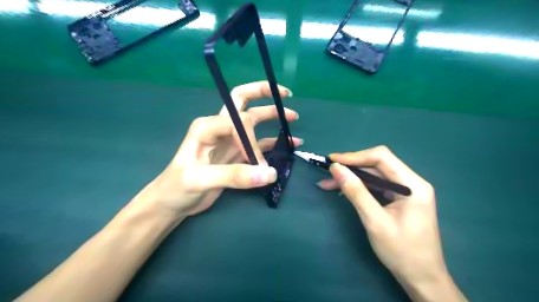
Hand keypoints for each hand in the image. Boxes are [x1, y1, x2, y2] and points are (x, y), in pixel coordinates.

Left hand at [138, 80, 300, 216]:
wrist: (172, 202)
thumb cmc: (177, 187)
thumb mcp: (200, 180)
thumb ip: (235, 176)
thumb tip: (270, 174)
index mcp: (207, 126)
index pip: (240, 122)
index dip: (252, 141)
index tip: (257, 165)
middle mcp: (219, 128)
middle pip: (242, 102)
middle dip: (263, 94)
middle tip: (285, 93)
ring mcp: (229, 140)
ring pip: (253, 121)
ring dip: (272, 116)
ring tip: (293, 117)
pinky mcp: (236, 154)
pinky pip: (259, 143)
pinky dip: (274, 142)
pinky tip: (289, 143)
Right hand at [317, 145, 465, 299]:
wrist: (422, 278)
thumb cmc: (401, 252)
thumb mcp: (374, 221)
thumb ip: (355, 191)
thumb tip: (336, 168)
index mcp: (413, 185)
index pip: (381, 157)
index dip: (354, 156)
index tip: (332, 161)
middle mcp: (412, 182)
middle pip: (377, 164)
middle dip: (351, 167)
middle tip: (328, 173)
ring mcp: (406, 190)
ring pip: (374, 175)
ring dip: (352, 178)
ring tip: (328, 183)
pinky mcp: (400, 198)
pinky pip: (376, 186)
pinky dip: (359, 187)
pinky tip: (343, 191)